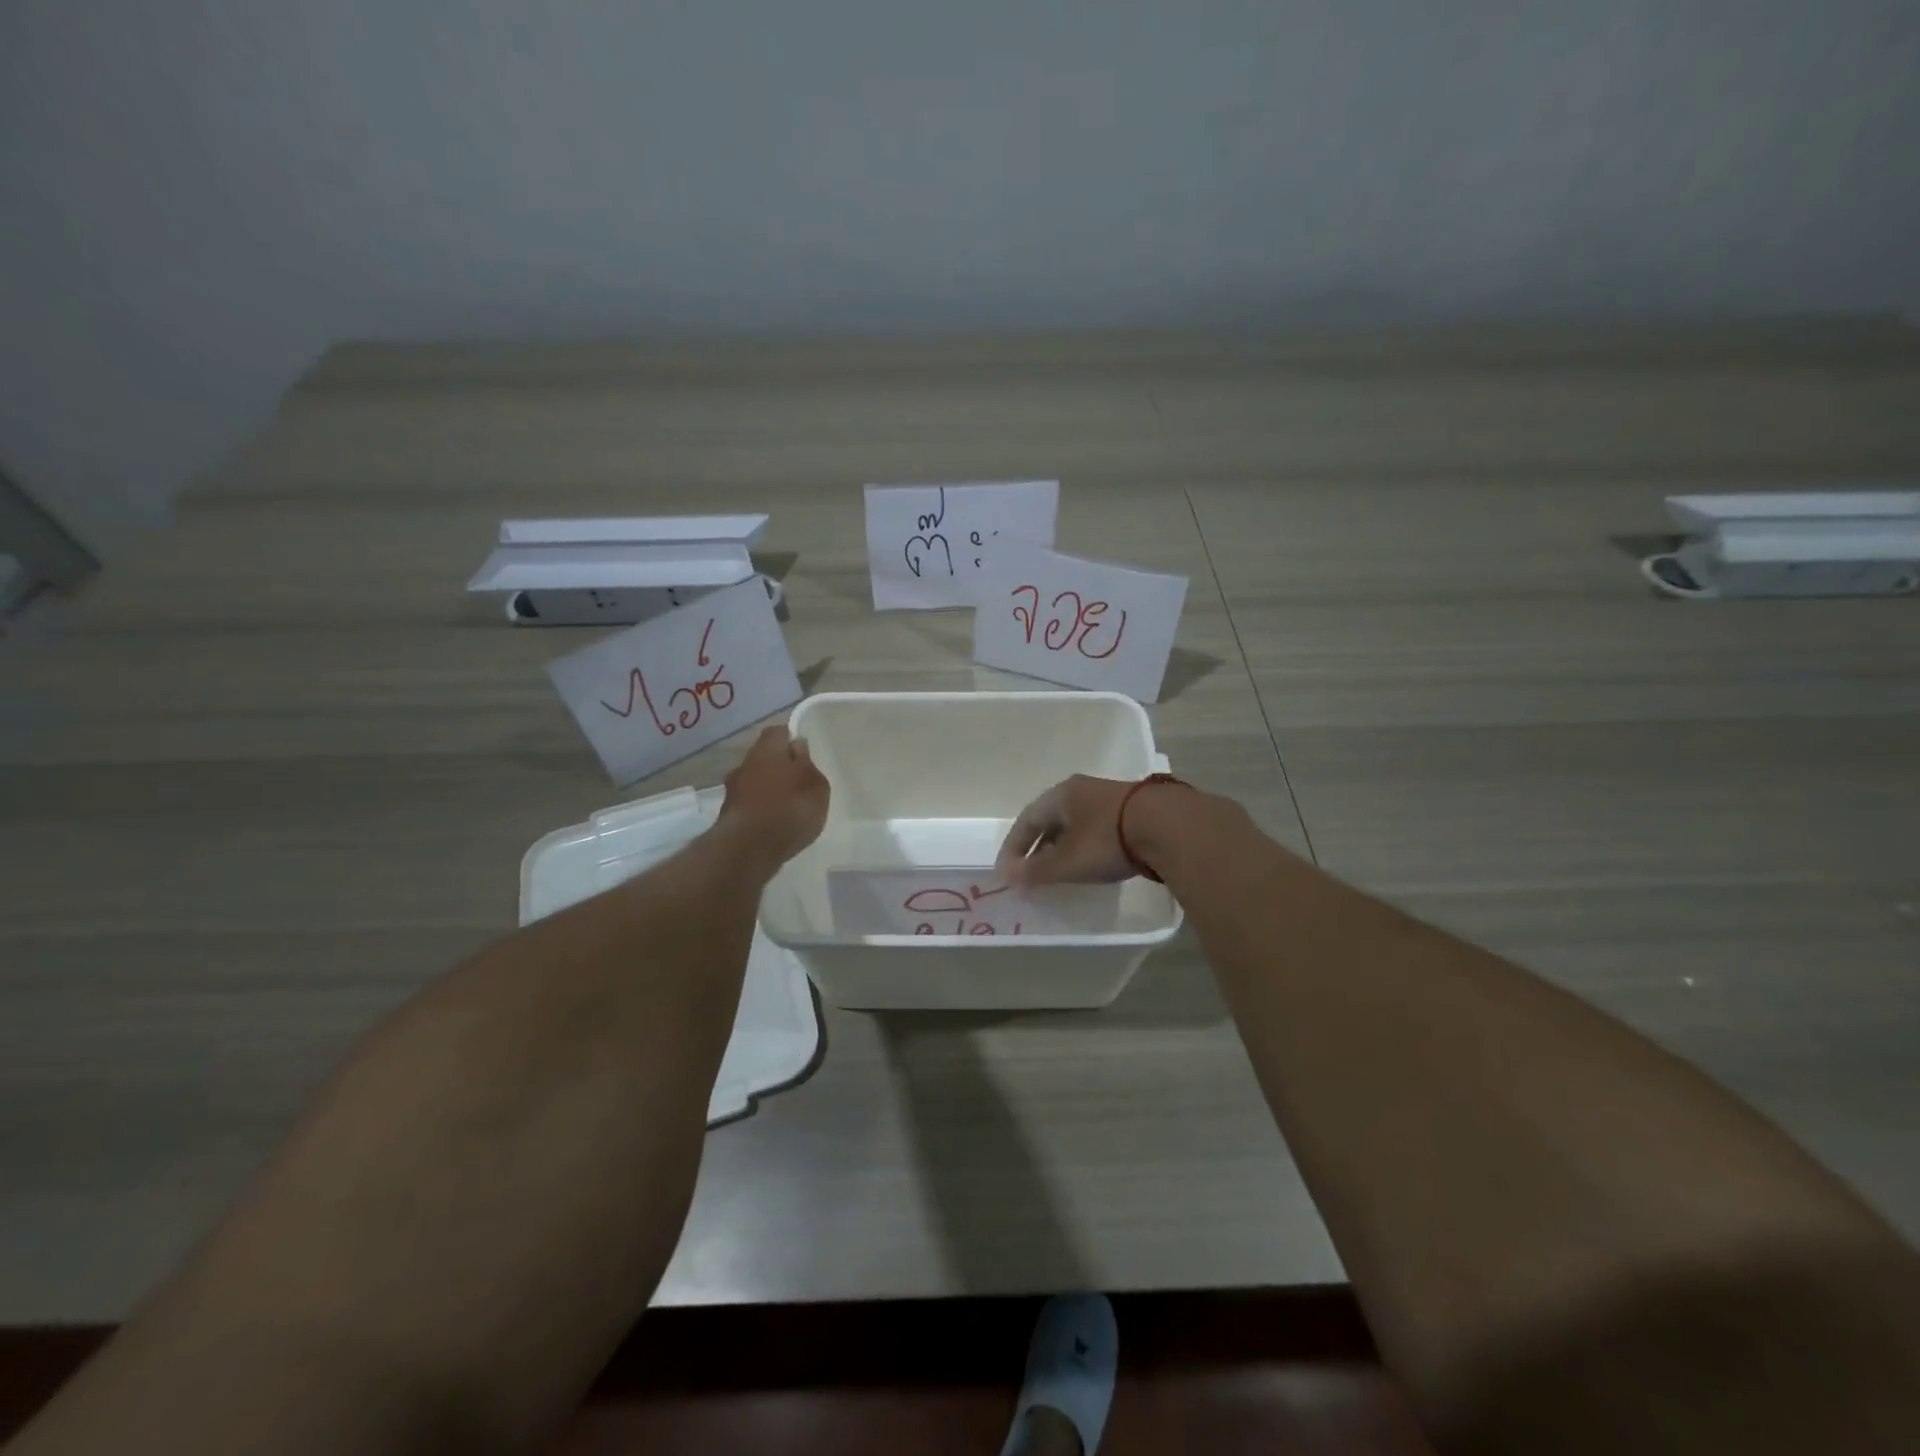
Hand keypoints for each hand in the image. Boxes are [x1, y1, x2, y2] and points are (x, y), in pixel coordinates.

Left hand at [719, 726, 829, 868]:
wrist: (749, 849)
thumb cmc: (790, 808)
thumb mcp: (816, 784)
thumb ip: (807, 763)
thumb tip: (797, 745)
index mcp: (767, 748)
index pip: (778, 732)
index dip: (790, 738)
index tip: (804, 751)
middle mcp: (745, 763)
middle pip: (764, 757)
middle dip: (778, 766)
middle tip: (798, 780)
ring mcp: (732, 790)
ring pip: (754, 781)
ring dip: (768, 789)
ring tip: (788, 806)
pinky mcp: (728, 815)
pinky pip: (749, 804)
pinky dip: (760, 809)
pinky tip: (774, 823)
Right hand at [994, 774, 1140, 886]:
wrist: (1169, 826)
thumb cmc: (1106, 840)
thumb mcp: (1066, 861)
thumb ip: (1036, 870)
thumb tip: (1006, 876)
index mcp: (1060, 795)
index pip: (1027, 820)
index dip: (1014, 846)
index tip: (1006, 871)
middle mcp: (1082, 790)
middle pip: (1051, 819)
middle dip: (1038, 846)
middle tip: (1030, 871)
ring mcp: (1110, 798)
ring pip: (1075, 823)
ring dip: (1062, 846)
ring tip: (1059, 870)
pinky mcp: (1134, 811)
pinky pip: (1097, 829)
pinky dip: (1085, 846)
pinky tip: (1091, 862)